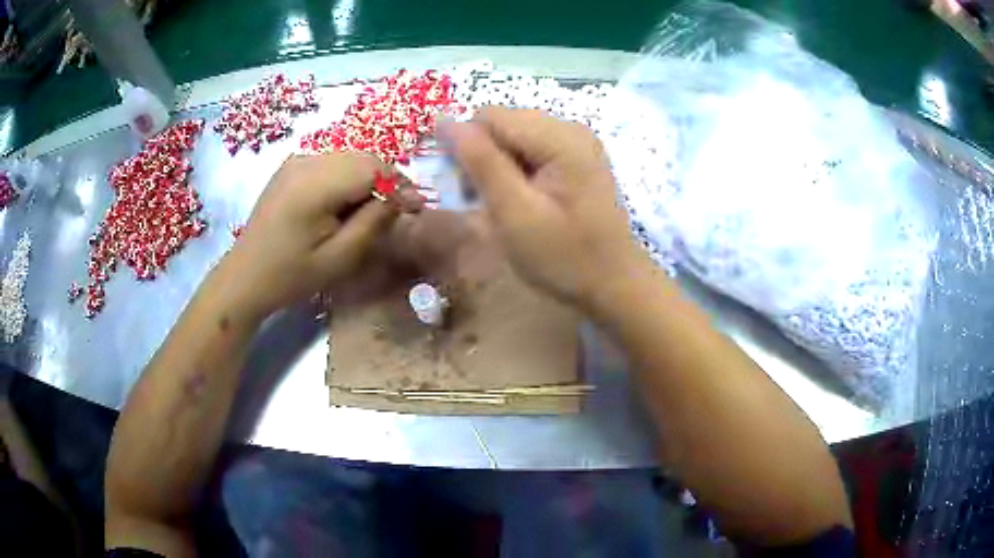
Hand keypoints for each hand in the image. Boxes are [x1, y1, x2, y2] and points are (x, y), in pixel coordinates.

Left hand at [223, 153, 404, 318]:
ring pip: (348, 158)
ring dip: (367, 178)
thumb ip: (373, 222)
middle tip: (396, 211)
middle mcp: (306, 162)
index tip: (414, 209)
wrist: (245, 277)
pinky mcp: (291, 168)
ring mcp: (296, 162)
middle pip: (362, 157)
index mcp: (315, 185)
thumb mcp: (338, 257)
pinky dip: (347, 178)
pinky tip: (344, 204)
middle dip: (385, 180)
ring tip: (371, 210)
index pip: (373, 167)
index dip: (398, 184)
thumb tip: (404, 198)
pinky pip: (331, 163)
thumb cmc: (291, 275)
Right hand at [442, 107, 652, 313]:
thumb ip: (480, 162)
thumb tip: (444, 120)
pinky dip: (516, 171)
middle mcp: (570, 128)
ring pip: (514, 136)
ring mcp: (577, 142)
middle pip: (503, 123)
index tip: (463, 188)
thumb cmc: (564, 257)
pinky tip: (521, 199)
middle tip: (482, 201)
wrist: (613, 283)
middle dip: (482, 156)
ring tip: (502, 204)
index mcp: (560, 137)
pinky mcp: (578, 157)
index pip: (489, 116)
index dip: (466, 146)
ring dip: (497, 165)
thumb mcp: (514, 213)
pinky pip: (532, 149)